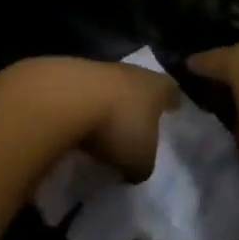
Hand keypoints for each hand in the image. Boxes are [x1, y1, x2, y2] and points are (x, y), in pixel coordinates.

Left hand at [72, 60, 180, 179]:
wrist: (66, 98)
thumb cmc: (118, 126)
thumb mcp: (140, 160)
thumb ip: (142, 166)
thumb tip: (134, 170)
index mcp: (158, 87)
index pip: (171, 92)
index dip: (172, 103)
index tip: (172, 110)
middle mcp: (134, 72)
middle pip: (141, 86)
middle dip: (139, 104)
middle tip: (137, 123)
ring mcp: (101, 69)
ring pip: (111, 88)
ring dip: (108, 105)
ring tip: (102, 129)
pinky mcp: (70, 73)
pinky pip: (84, 94)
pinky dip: (82, 108)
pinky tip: (76, 125)